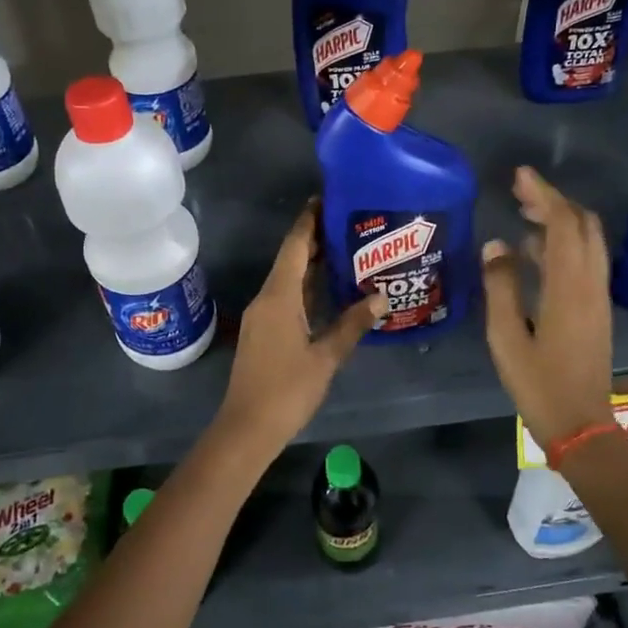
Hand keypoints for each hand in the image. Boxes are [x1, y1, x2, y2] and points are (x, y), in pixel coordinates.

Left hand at [211, 204, 385, 457]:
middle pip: (290, 259)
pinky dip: (306, 286)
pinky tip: (328, 289)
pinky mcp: (263, 331)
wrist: (246, 428)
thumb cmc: (287, 390)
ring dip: (311, 263)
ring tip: (345, 249)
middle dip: (315, 239)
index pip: (295, 247)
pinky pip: (285, 296)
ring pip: (288, 278)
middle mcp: (266, 298)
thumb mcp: (326, 357)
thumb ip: (352, 324)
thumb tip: (381, 297)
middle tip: (348, 223)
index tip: (326, 199)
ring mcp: (262, 315)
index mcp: (278, 296)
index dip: (309, 221)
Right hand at [482, 166, 614, 450]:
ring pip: (587, 241)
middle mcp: (590, 284)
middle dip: (554, 201)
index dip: (542, 195)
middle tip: (520, 191)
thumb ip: (500, 286)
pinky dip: (564, 242)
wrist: (582, 424)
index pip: (561, 224)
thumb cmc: (538, 383)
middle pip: (582, 225)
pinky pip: (585, 260)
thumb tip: (496, 244)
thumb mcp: (506, 336)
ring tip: (523, 213)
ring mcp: (597, 296)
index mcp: (568, 287)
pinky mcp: (596, 308)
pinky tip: (534, 251)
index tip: (520, 175)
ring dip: (560, 220)